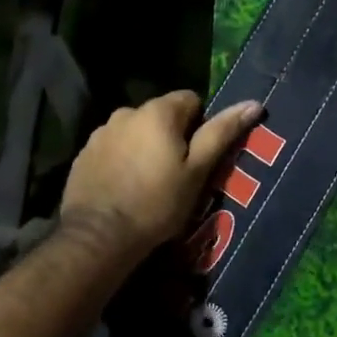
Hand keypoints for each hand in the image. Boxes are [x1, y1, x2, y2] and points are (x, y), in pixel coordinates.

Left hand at [59, 93, 262, 264]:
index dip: (200, 126)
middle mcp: (127, 111)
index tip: (197, 158)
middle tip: (175, 175)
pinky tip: (123, 188)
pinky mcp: (84, 154)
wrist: (98, 237)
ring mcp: (101, 132)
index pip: (191, 100)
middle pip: (161, 115)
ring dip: (144, 147)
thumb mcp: (197, 171)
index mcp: (158, 111)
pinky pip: (113, 148)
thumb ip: (222, 133)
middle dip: (171, 136)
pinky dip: (122, 160)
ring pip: (135, 131)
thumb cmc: (157, 203)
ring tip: (147, 184)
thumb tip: (253, 104)